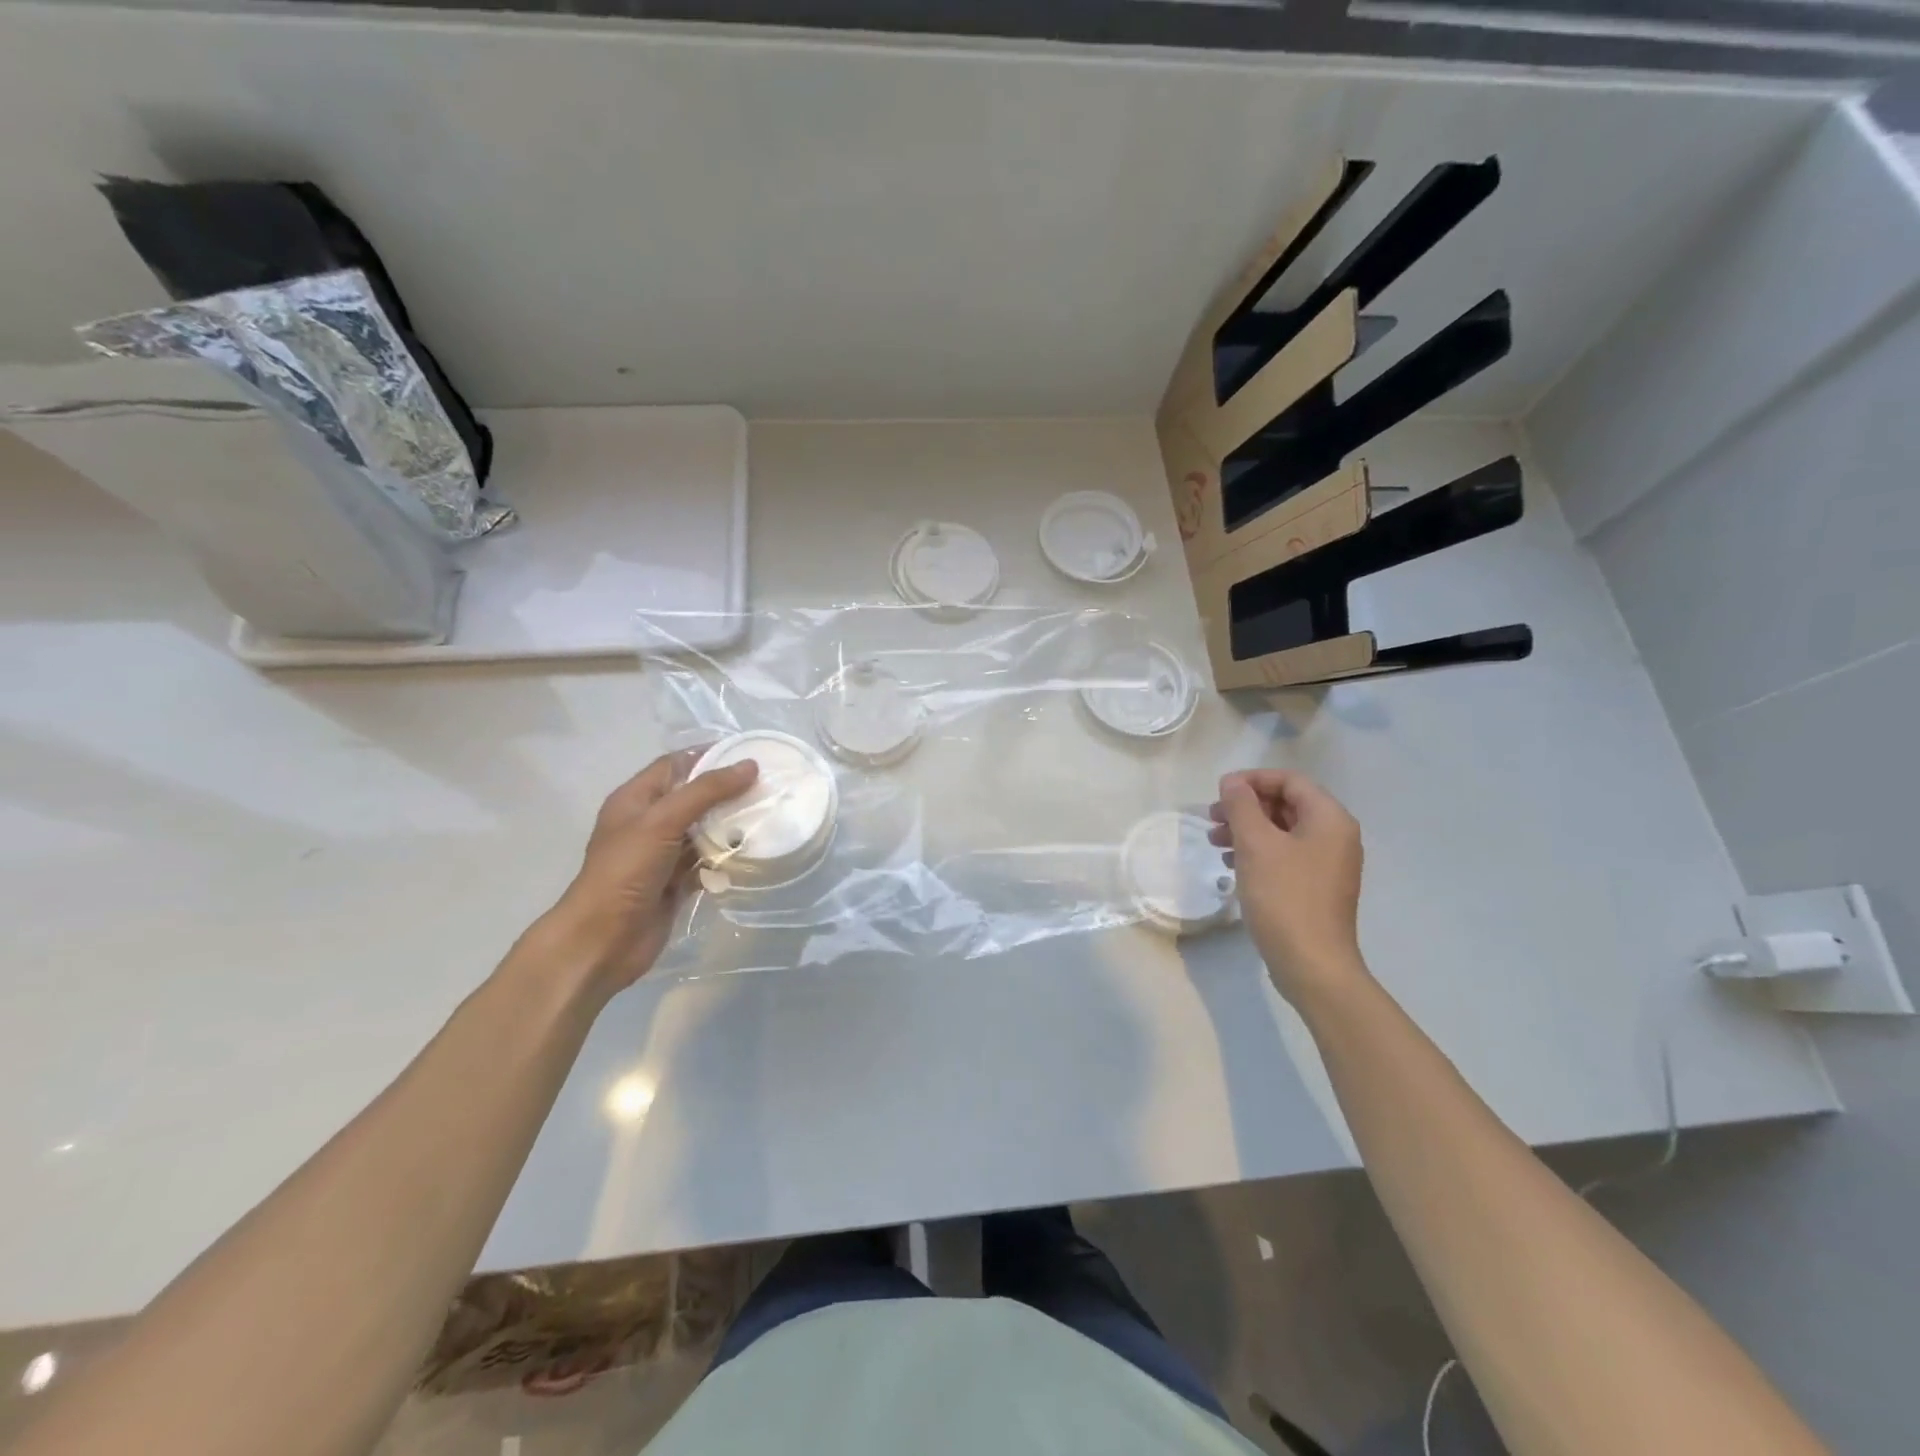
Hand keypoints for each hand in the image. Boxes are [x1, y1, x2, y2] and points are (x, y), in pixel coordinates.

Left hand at [527, 749, 758, 1000]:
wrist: (603, 941)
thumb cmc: (625, 872)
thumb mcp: (663, 821)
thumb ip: (706, 792)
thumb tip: (749, 765)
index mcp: (635, 800)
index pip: (675, 765)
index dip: (709, 756)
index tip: (748, 753)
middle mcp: (649, 822)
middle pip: (694, 797)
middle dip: (727, 791)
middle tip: (768, 785)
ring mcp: (662, 854)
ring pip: (704, 830)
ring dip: (731, 825)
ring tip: (769, 814)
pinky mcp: (676, 883)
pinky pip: (707, 862)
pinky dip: (727, 857)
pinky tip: (754, 852)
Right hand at [1210, 769, 1367, 1004]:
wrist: (1312, 964)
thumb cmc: (1284, 896)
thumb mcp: (1256, 844)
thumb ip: (1241, 806)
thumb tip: (1232, 782)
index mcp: (1329, 819)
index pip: (1289, 780)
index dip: (1252, 780)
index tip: (1219, 792)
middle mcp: (1335, 836)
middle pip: (1286, 804)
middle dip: (1246, 806)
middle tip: (1212, 818)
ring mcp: (1328, 863)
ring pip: (1282, 831)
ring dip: (1247, 829)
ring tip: (1215, 842)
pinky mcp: (1316, 887)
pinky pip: (1285, 855)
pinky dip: (1258, 852)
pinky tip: (1232, 865)